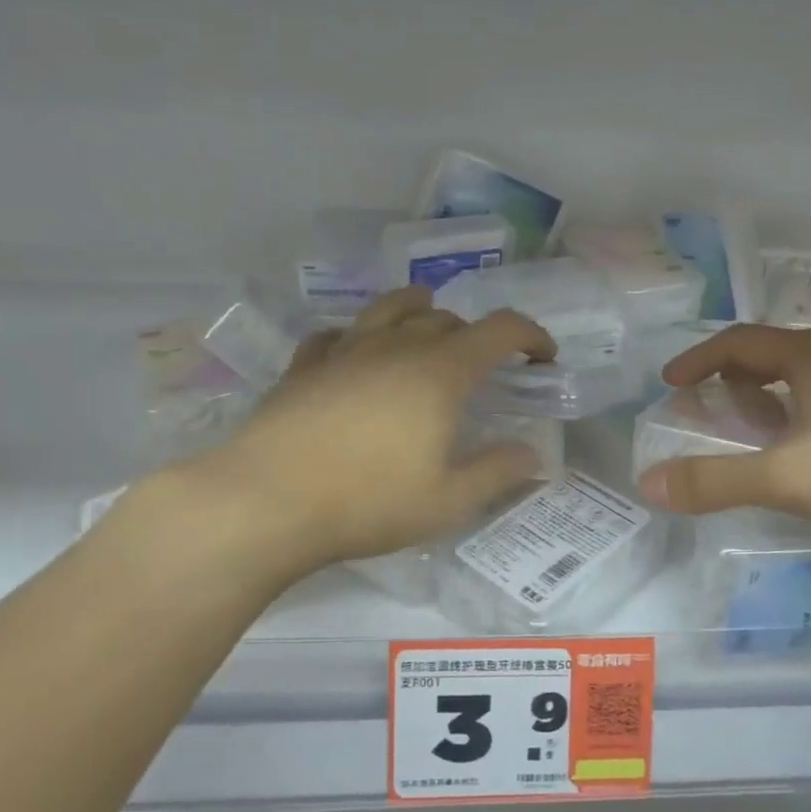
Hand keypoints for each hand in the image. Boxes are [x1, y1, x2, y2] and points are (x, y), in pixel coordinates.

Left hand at [129, 287, 555, 578]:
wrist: (267, 501)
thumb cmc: (368, 502)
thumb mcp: (448, 501)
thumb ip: (497, 472)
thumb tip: (532, 454)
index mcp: (439, 373)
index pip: (499, 331)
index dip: (530, 336)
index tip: (543, 358)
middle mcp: (395, 347)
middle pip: (446, 319)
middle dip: (476, 335)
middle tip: (485, 367)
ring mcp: (345, 352)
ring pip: (390, 309)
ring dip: (419, 311)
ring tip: (428, 322)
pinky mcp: (304, 367)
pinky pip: (336, 335)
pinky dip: (357, 336)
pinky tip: (354, 353)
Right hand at [635, 325, 810, 540]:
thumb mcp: (787, 476)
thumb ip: (716, 481)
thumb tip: (648, 484)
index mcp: (809, 356)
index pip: (737, 342)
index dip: (698, 359)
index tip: (671, 381)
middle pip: (773, 355)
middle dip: (734, 379)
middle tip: (710, 408)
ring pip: (810, 380)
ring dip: (773, 398)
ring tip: (759, 432)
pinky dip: (808, 417)